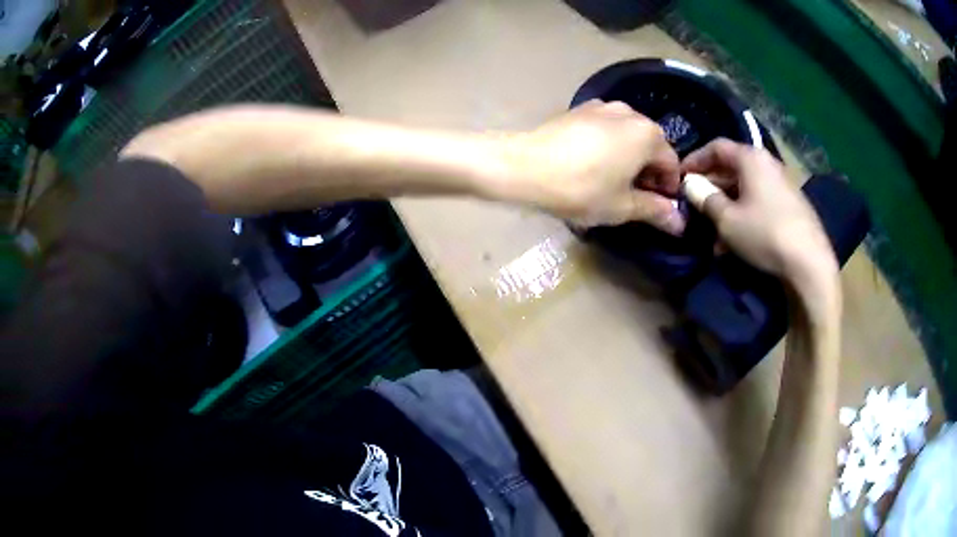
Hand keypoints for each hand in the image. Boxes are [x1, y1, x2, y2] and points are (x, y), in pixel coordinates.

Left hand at [506, 100, 684, 232]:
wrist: (523, 167)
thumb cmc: (580, 189)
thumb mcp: (622, 206)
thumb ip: (655, 211)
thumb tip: (680, 222)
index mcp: (647, 134)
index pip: (671, 164)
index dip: (668, 189)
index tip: (655, 208)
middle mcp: (630, 113)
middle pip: (650, 145)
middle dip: (648, 172)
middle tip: (633, 198)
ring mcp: (602, 107)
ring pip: (627, 135)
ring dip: (629, 158)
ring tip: (611, 182)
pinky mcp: (579, 109)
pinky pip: (606, 129)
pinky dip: (609, 145)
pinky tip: (592, 164)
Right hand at [682, 139, 837, 288]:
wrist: (810, 263)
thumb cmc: (764, 234)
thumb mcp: (727, 220)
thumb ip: (705, 198)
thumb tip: (690, 184)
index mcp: (751, 158)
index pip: (716, 147)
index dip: (695, 160)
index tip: (680, 177)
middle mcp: (768, 164)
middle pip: (732, 168)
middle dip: (711, 188)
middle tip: (695, 208)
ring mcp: (782, 185)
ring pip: (746, 189)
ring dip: (727, 207)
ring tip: (715, 235)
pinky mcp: (792, 206)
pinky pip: (761, 202)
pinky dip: (745, 215)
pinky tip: (738, 241)